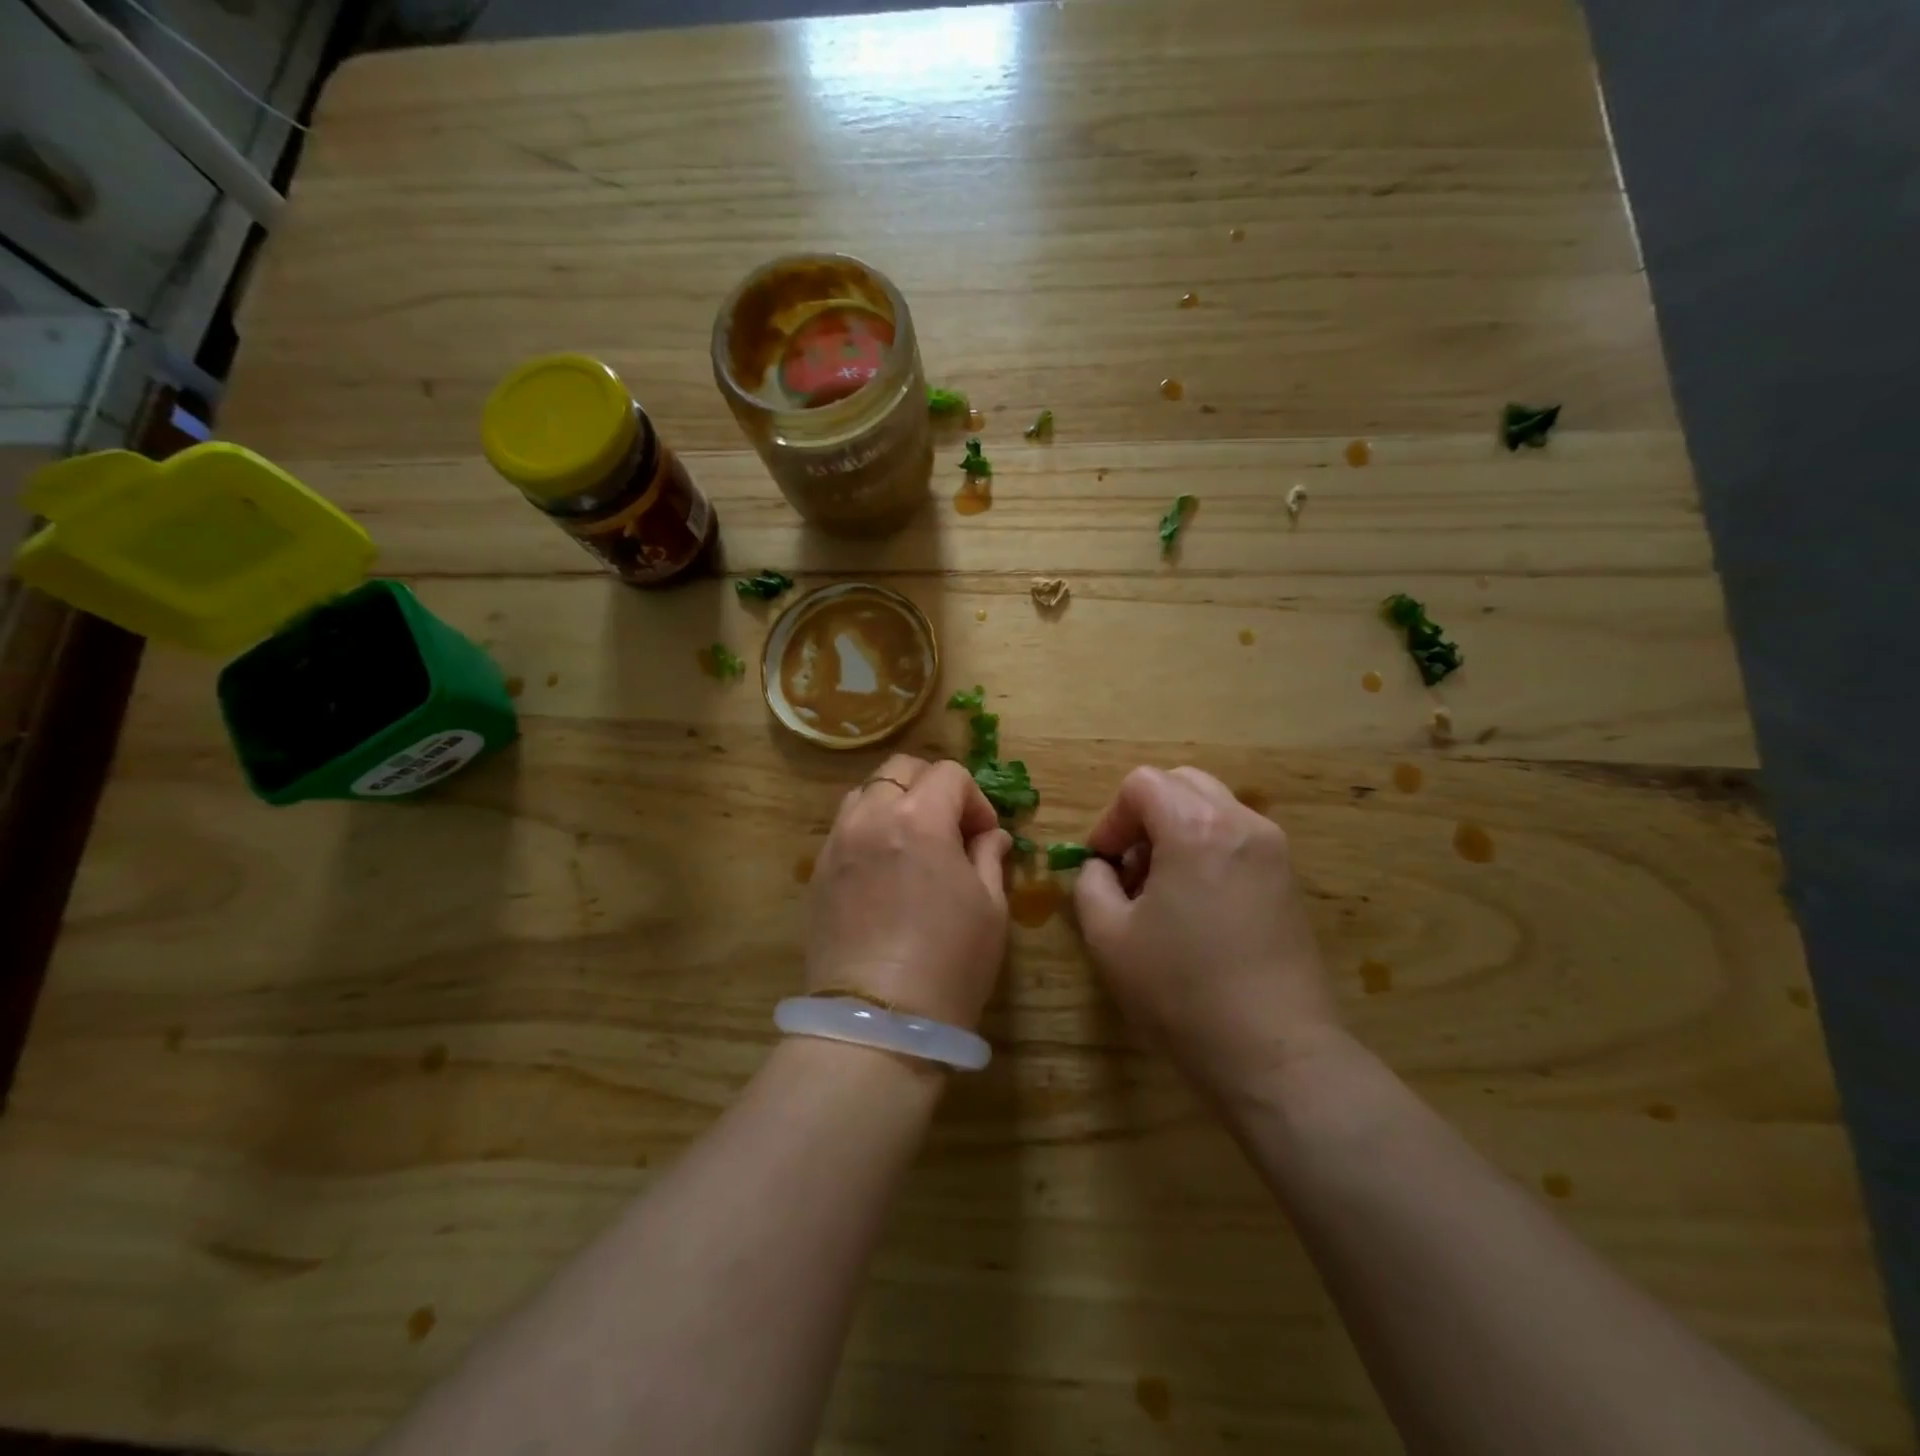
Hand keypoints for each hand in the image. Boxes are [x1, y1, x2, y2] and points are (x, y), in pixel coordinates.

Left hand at [806, 754, 1012, 1028]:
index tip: (985, 837)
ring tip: (912, 845)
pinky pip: (843, 829)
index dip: (975, 800)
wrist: (878, 1021)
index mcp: (919, 818)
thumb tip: (991, 836)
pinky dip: (868, 830)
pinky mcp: (817, 873)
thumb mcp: (990, 907)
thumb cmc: (950, 962)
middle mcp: (870, 817)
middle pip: (901, 769)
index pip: (949, 774)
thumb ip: (990, 857)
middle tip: (950, 829)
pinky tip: (884, 871)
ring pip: (865, 793)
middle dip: (933, 787)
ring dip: (895, 803)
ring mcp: (837, 843)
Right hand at [1072, 766, 1340, 1100]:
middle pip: (1181, 783)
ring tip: (1163, 889)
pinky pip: (1236, 836)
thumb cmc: (1182, 991)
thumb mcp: (1108, 937)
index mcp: (1196, 827)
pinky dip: (1207, 848)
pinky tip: (1197, 905)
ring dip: (1176, 830)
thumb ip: (1090, 884)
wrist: (1274, 1052)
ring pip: (1212, 807)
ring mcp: (1273, 848)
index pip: (1142, 784)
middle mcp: (1241, 822)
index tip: (1104, 864)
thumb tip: (1100, 867)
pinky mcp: (1288, 878)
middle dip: (1145, 815)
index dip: (1112, 819)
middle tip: (1131, 869)